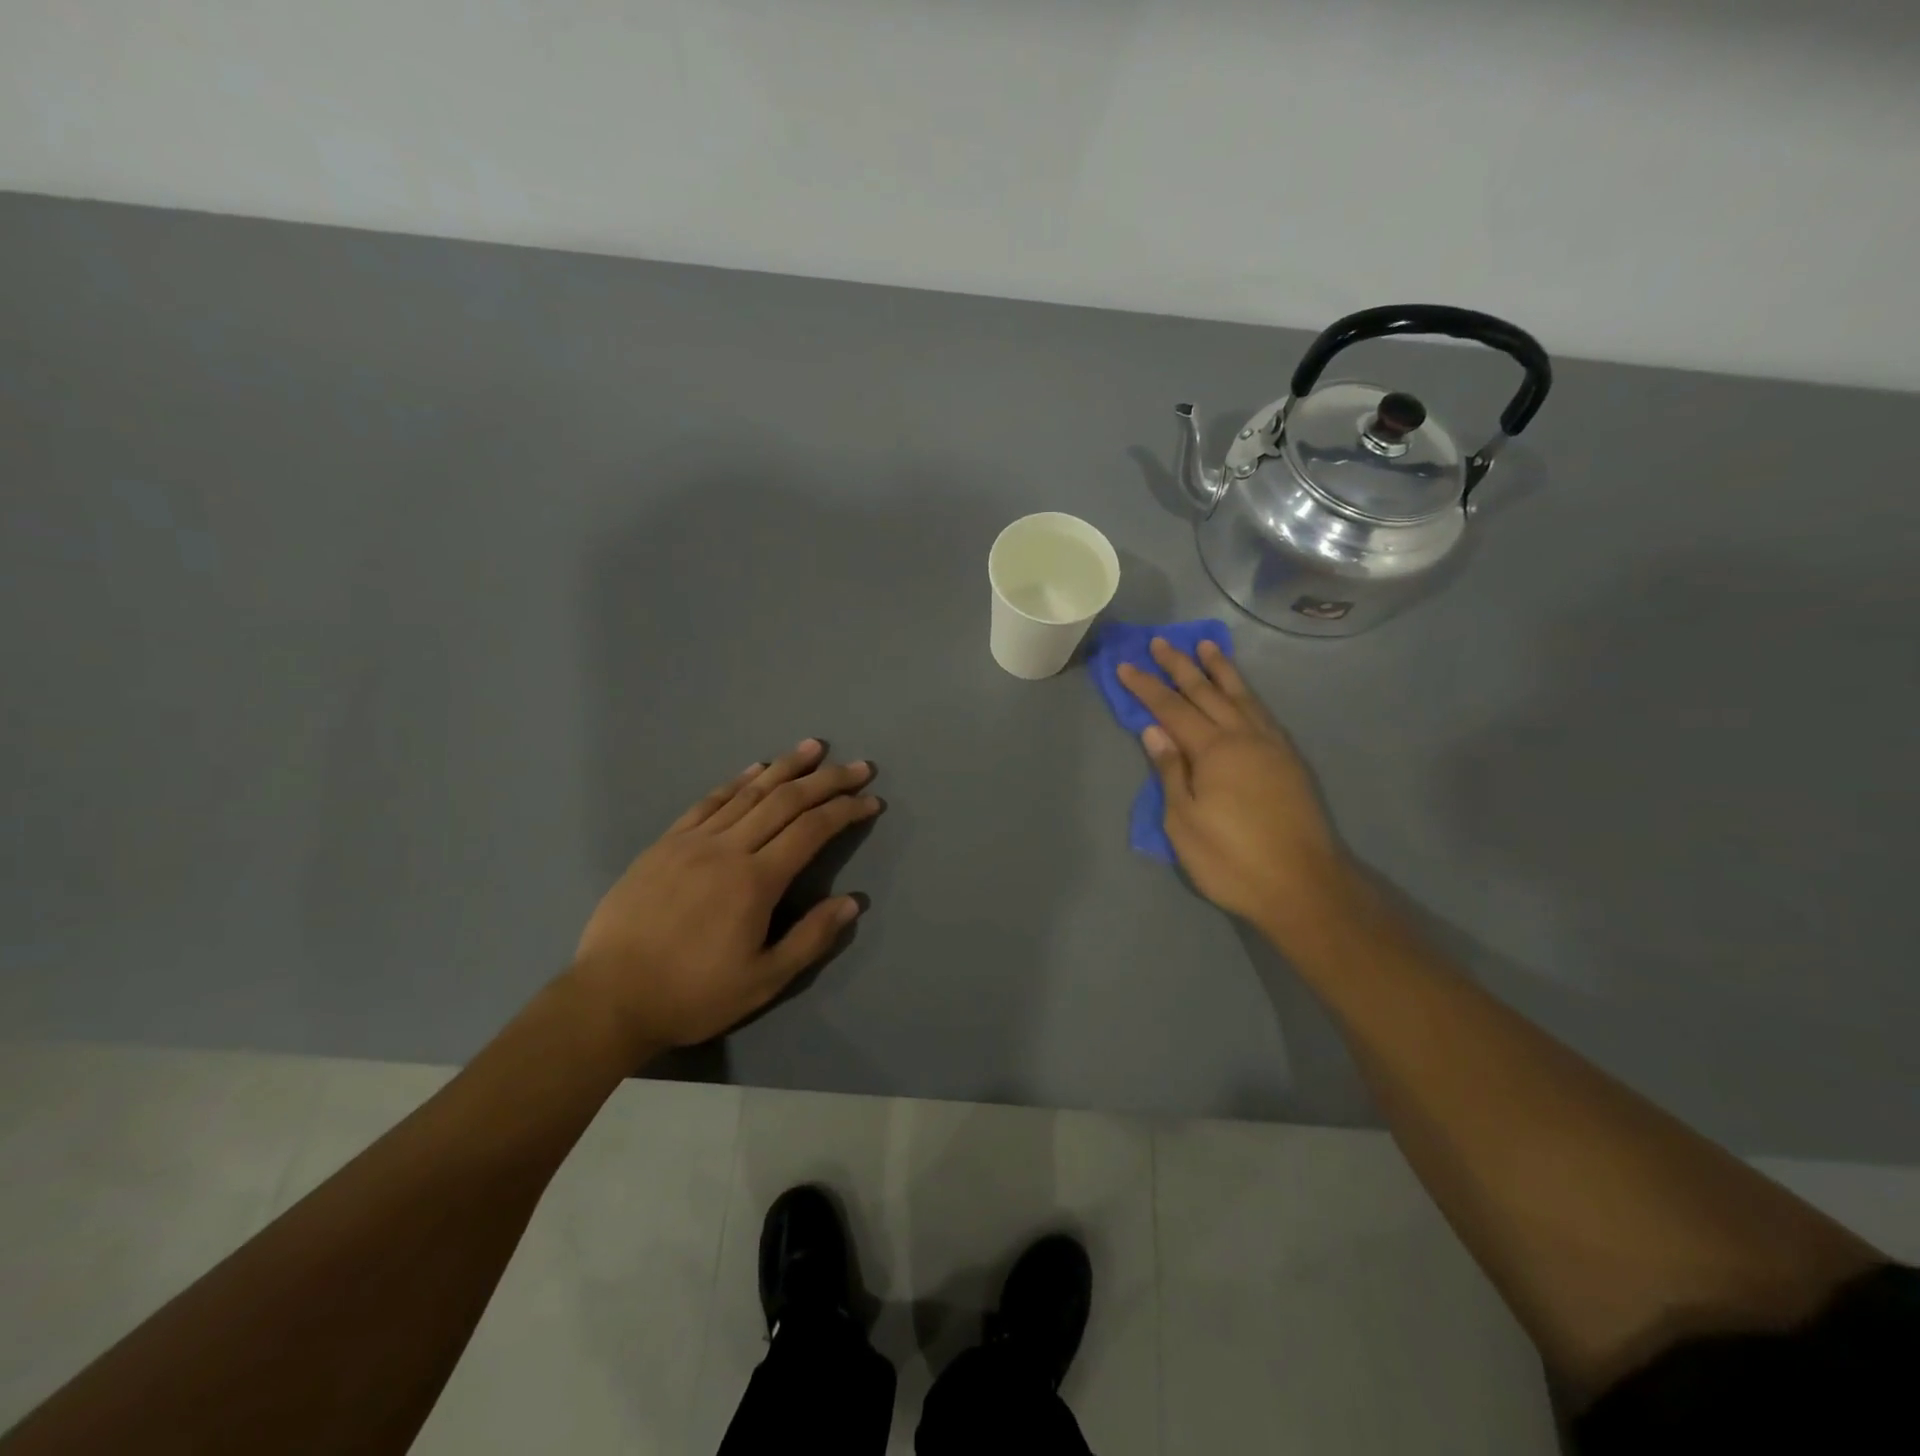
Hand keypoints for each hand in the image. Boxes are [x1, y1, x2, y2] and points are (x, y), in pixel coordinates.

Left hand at [570, 740, 881, 1055]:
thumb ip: (811, 939)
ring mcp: (692, 841)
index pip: (812, 830)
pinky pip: (707, 802)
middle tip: (857, 766)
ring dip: (784, 767)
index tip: (871, 800)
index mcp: (755, 881)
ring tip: (812, 748)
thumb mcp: (763, 981)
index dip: (845, 811)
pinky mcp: (664, 844)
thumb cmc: (693, 994)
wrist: (608, 998)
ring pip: (748, 792)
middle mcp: (727, 848)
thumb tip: (852, 902)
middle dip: (826, 780)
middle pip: (785, 801)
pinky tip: (754, 769)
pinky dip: (736, 781)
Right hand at [1117, 639, 1352, 935]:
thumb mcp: (1184, 823)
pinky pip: (1263, 712)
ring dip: (1221, 670)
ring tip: (1207, 646)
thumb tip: (1154, 731)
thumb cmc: (1232, 859)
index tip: (1126, 665)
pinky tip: (1243, 693)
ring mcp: (1271, 746)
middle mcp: (1243, 737)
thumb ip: (1170, 772)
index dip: (1146, 687)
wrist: (1304, 885)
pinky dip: (1247, 694)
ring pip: (1241, 696)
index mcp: (1213, 751)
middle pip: (1206, 693)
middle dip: (1180, 667)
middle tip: (1161, 642)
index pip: (1171, 709)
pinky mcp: (1289, 761)